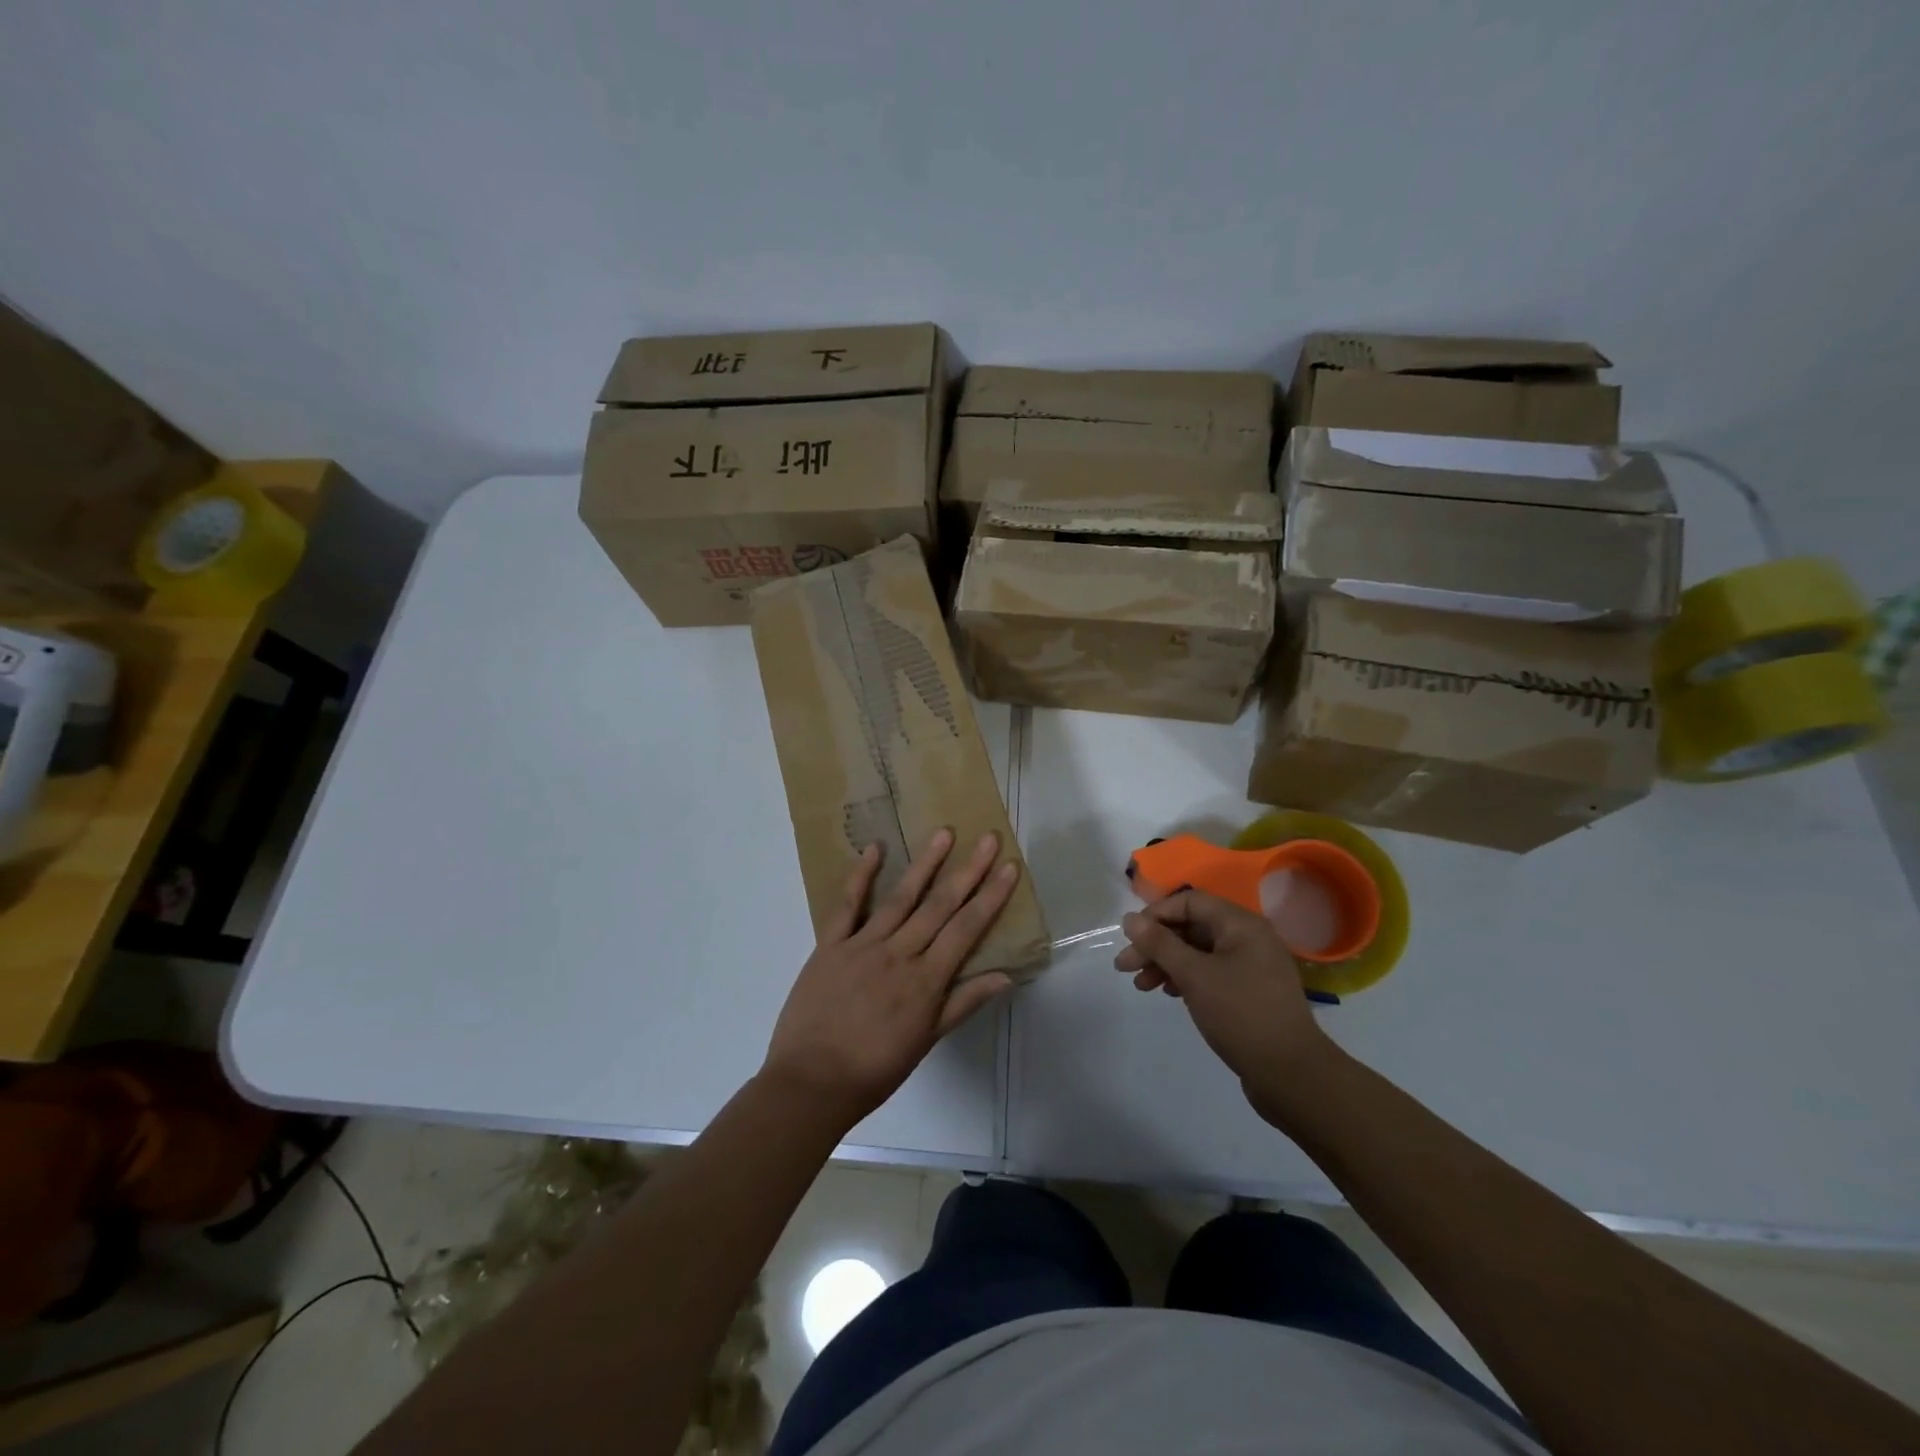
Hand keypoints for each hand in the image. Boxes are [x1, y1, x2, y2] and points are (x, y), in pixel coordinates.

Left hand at [762, 829, 1018, 1127]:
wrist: (811, 1083)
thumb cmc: (874, 1070)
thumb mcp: (925, 1042)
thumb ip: (962, 1004)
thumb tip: (1005, 976)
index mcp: (926, 980)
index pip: (966, 929)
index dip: (990, 896)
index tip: (1008, 867)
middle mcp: (899, 953)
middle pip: (940, 905)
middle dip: (967, 870)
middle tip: (987, 838)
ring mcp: (863, 945)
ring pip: (901, 897)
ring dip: (925, 864)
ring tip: (944, 834)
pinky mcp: (830, 945)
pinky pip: (847, 905)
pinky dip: (861, 876)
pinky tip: (876, 849)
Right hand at [1115, 890, 1334, 1124]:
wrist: (1291, 1075)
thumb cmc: (1241, 1015)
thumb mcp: (1194, 975)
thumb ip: (1160, 944)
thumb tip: (1130, 918)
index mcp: (1241, 925)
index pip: (1190, 901)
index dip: (1157, 914)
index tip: (1131, 937)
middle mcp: (1248, 938)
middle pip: (1192, 927)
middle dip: (1156, 944)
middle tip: (1124, 966)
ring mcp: (1251, 966)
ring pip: (1198, 952)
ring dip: (1166, 963)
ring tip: (1141, 985)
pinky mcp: (1249, 992)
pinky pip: (1210, 972)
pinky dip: (1185, 978)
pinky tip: (1168, 993)